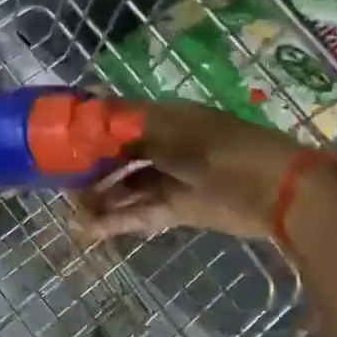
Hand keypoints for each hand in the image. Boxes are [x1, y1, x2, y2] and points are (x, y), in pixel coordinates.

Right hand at [73, 100, 301, 243]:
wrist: (277, 192)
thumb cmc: (222, 151)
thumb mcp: (172, 132)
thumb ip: (128, 125)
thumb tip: (91, 105)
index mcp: (164, 119)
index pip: (117, 121)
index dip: (90, 132)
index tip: (60, 145)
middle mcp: (165, 145)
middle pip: (119, 156)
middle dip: (92, 170)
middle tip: (62, 186)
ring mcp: (172, 178)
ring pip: (128, 187)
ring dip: (102, 199)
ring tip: (74, 214)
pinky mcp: (180, 208)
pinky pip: (142, 212)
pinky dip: (118, 221)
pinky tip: (92, 231)